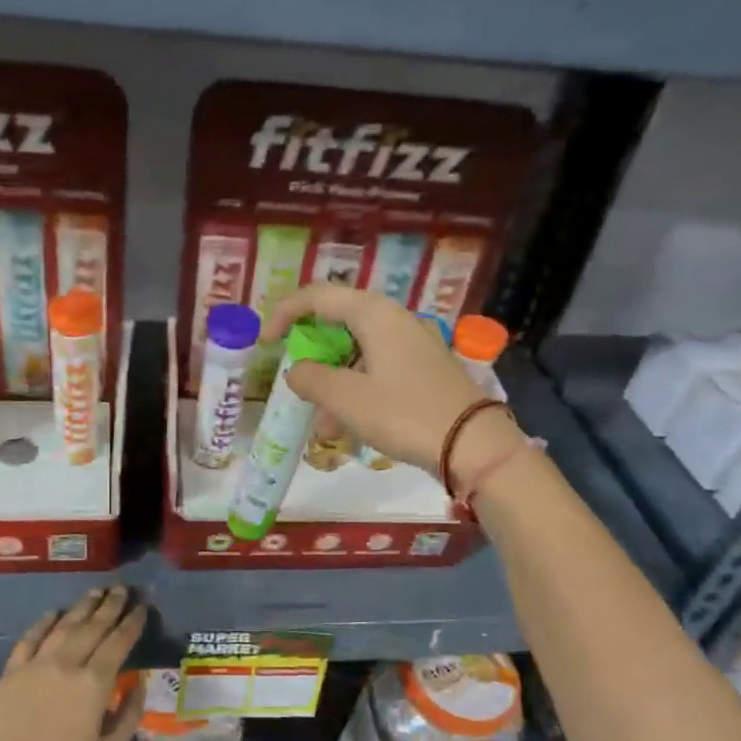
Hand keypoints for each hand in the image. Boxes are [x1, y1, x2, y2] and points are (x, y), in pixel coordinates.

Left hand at [0, 586, 147, 740]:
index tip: (142, 606)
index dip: (132, 622)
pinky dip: (44, 622)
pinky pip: (30, 638)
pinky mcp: (12, 672)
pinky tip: (53, 614)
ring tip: (96, 592)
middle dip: (110, 605)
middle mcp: (67, 664)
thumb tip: (138, 684)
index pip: (119, 642)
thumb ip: (127, 715)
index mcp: (94, 684)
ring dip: (82, 606)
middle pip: (93, 626)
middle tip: (121, 588)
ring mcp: (36, 665)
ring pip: (64, 626)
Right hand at [262, 285, 522, 476]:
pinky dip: (357, 393)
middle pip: (339, 324)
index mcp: (375, 314)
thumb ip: (311, 379)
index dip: (285, 314)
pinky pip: (378, 371)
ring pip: (358, 354)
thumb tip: (296, 370)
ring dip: (333, 385)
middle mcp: (395, 320)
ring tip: (322, 427)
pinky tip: (349, 430)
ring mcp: (414, 345)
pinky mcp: (425, 370)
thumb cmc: (404, 413)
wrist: (473, 444)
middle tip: (298, 385)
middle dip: (313, 358)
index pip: (319, 296)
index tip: (266, 343)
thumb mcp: (347, 398)